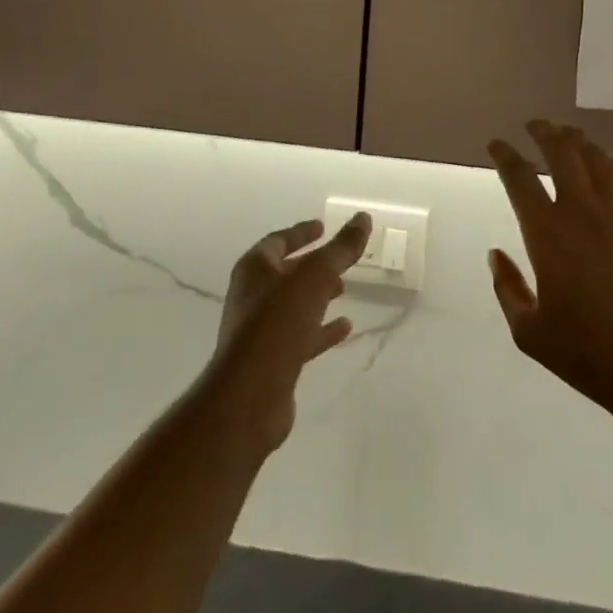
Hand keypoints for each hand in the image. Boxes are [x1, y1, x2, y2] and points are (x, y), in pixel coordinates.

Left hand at [205, 214, 369, 453]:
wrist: (250, 396)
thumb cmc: (278, 323)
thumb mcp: (315, 277)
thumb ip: (340, 248)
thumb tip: (363, 217)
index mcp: (254, 270)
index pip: (278, 241)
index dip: (301, 233)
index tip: (323, 227)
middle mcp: (252, 296)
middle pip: (285, 273)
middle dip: (312, 266)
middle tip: (340, 261)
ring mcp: (260, 330)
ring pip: (293, 305)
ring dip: (318, 296)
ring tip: (345, 290)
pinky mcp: (272, 360)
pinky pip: (300, 336)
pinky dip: (322, 329)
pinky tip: (345, 327)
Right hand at [486, 121, 612, 420]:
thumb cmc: (586, 353)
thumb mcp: (529, 332)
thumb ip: (508, 289)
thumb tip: (495, 254)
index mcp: (547, 234)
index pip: (519, 178)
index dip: (505, 155)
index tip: (497, 144)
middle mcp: (582, 211)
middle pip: (561, 152)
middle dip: (544, 132)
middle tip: (535, 125)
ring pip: (598, 159)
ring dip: (580, 141)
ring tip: (570, 135)